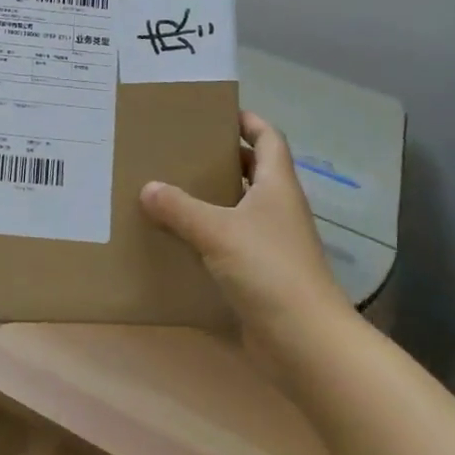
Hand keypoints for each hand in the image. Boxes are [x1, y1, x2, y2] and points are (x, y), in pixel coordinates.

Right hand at [140, 111, 356, 376]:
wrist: (306, 344)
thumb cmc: (269, 270)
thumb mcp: (217, 231)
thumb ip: (180, 208)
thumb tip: (147, 187)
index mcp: (277, 186)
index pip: (269, 139)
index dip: (248, 121)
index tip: (217, 111)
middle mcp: (278, 210)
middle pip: (253, 171)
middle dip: (222, 158)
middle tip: (180, 148)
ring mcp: (273, 244)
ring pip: (240, 209)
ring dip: (212, 198)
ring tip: (170, 187)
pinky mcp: (262, 275)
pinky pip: (232, 243)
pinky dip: (209, 236)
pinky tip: (178, 238)